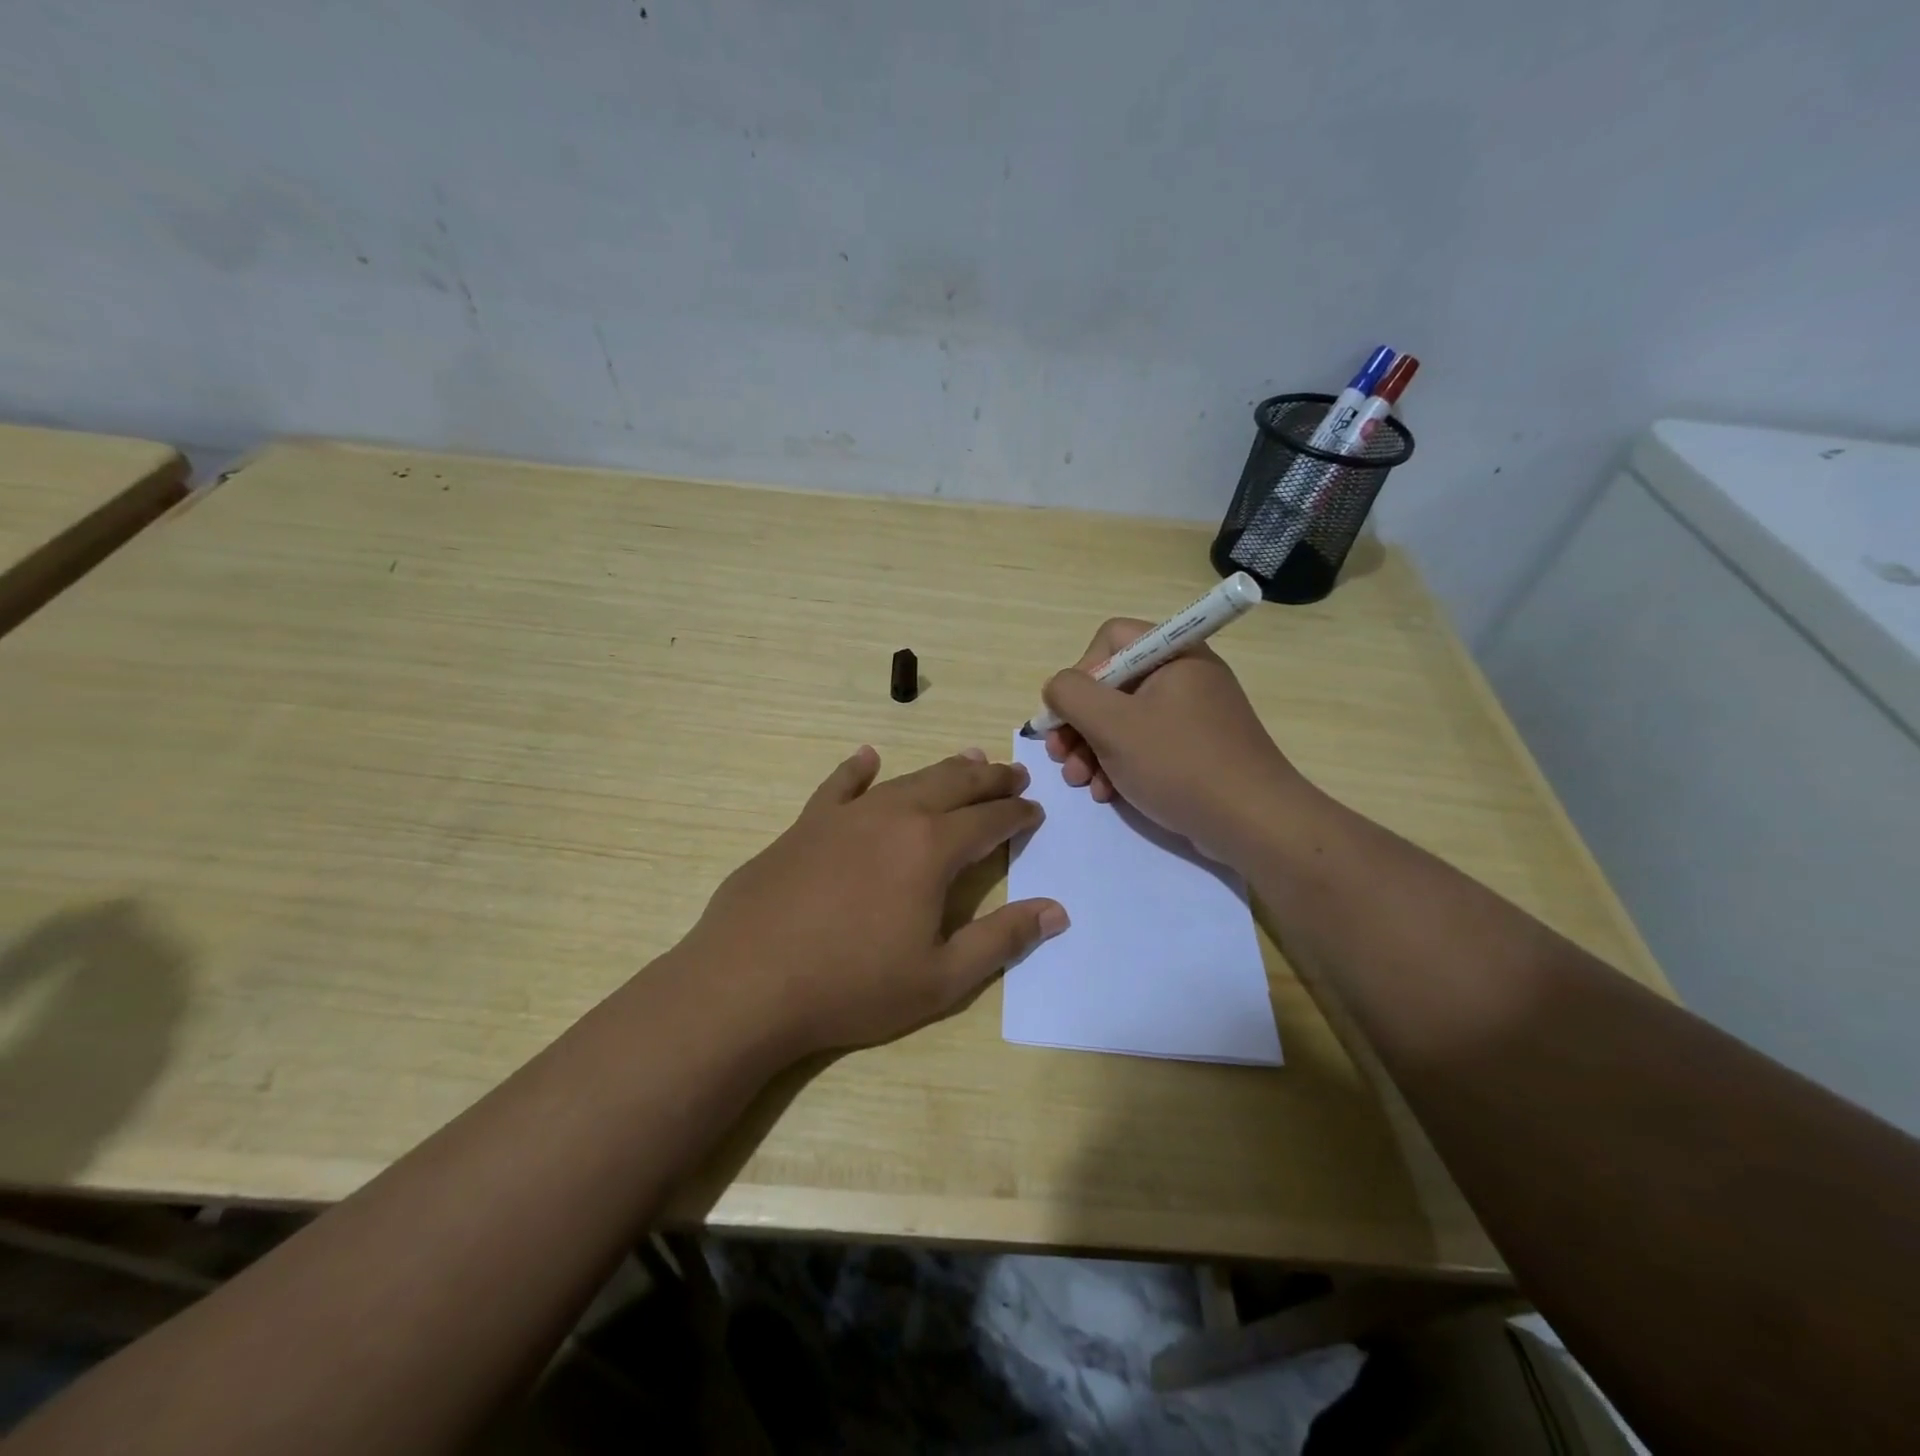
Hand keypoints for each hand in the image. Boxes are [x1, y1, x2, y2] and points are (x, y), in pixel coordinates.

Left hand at [686, 746, 1067, 1058]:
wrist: (748, 983)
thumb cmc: (852, 986)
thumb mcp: (941, 979)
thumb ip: (1001, 940)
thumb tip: (1056, 911)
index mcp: (931, 849)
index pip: (989, 820)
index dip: (1017, 814)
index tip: (1035, 811)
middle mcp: (893, 816)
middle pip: (953, 785)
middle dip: (989, 778)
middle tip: (1014, 774)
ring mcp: (845, 816)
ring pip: (906, 779)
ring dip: (942, 770)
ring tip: (968, 759)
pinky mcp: (805, 825)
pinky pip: (839, 785)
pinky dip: (858, 769)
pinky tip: (867, 757)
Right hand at [1041, 619, 1308, 862]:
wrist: (1253, 822)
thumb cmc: (1179, 763)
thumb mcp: (1113, 725)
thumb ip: (1071, 694)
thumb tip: (1057, 688)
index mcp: (1173, 654)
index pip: (1110, 639)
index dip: (1081, 673)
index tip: (1070, 713)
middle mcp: (1184, 675)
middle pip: (1113, 683)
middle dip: (1079, 722)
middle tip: (1060, 756)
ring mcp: (1192, 714)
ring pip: (1124, 719)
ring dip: (1092, 749)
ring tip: (1080, 782)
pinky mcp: (1195, 748)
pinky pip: (1146, 745)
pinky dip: (1119, 765)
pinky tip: (1106, 793)